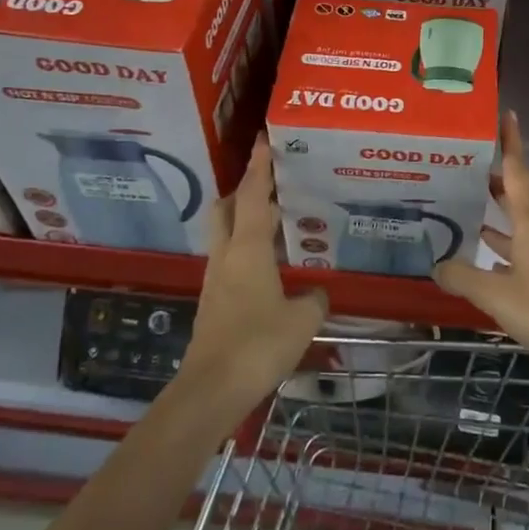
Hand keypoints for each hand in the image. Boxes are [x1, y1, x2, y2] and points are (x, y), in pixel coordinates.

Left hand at [179, 135, 326, 414]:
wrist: (212, 390)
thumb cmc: (258, 345)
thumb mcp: (302, 320)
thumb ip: (314, 300)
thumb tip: (316, 292)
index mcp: (247, 249)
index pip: (253, 196)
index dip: (259, 166)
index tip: (263, 140)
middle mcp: (227, 256)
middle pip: (228, 208)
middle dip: (246, 189)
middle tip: (274, 182)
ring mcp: (216, 279)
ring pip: (227, 233)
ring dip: (246, 218)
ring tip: (278, 218)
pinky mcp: (215, 301)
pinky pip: (231, 258)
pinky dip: (248, 247)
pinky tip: (270, 263)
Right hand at [434, 111, 528, 400]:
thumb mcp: (497, 297)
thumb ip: (463, 278)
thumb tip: (436, 264)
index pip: (518, 173)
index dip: (511, 143)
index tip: (507, 114)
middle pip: (517, 199)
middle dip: (493, 184)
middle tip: (462, 172)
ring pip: (521, 229)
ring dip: (496, 221)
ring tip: (466, 215)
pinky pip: (527, 253)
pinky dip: (507, 251)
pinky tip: (489, 265)